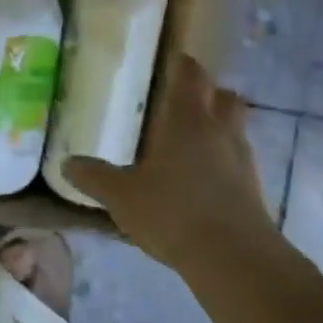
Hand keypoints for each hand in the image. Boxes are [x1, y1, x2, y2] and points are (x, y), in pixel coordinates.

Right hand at [61, 56, 273, 269]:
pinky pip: (240, 162)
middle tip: (182, 102)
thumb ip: (95, 177)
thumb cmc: (174, 212)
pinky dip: (225, 162)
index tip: (169, 61)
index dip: (181, 64)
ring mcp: (243, 160)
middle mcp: (221, 130)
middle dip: (208, 93)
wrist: (236, 262)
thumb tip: (66, 163)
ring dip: (219, 128)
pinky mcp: (256, 191)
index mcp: (188, 118)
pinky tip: (204, 180)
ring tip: (192, 143)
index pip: (190, 73)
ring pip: (236, 128)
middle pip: (224, 96)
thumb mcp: (122, 196)